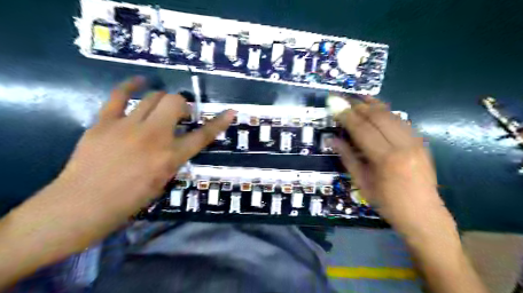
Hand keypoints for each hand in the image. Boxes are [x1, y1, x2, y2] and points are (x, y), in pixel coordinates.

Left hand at [14, 75, 234, 248]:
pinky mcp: (105, 122)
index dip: (219, 123)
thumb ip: (173, 159)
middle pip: (176, 103)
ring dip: (163, 100)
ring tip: (161, 109)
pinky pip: (120, 95)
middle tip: (180, 116)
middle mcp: (154, 137)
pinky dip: (132, 86)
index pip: (202, 136)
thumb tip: (176, 144)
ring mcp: (128, 126)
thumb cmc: (128, 200)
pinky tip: (140, 83)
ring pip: (154, 97)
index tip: (230, 112)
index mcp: (170, 157)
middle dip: (182, 105)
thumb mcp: (162, 181)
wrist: (82, 205)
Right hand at [335, 97, 453, 236]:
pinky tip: (377, 108)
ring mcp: (415, 142)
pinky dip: (387, 112)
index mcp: (385, 159)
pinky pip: (401, 121)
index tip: (335, 106)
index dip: (347, 116)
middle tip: (344, 100)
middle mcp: (403, 145)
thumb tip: (332, 139)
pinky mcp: (421, 142)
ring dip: (373, 105)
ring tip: (358, 98)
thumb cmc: (388, 203)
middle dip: (358, 106)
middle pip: (377, 117)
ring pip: (391, 115)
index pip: (362, 129)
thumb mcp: (362, 183)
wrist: (424, 214)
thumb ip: (347, 158)